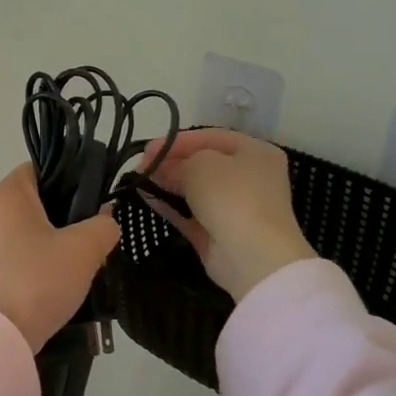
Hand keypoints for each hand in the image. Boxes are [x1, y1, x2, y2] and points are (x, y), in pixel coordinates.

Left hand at [0, 163, 121, 352]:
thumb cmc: (38, 280)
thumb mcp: (84, 250)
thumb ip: (103, 226)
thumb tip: (106, 219)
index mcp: (9, 192)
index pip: (44, 168)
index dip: (74, 179)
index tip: (98, 200)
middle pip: (39, 199)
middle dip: (70, 213)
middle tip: (98, 231)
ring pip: (32, 228)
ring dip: (58, 240)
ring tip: (85, 257)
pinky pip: (22, 251)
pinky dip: (42, 259)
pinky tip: (62, 277)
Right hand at [140, 130, 314, 301]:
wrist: (254, 257)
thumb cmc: (232, 196)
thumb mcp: (200, 165)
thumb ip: (177, 163)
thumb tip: (161, 169)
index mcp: (256, 152)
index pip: (211, 138)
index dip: (178, 140)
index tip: (148, 148)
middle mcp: (250, 178)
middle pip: (203, 164)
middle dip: (170, 162)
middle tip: (141, 165)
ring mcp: (236, 208)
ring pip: (196, 190)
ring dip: (167, 184)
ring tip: (139, 180)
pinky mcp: (220, 234)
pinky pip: (191, 214)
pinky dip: (170, 206)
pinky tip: (147, 198)